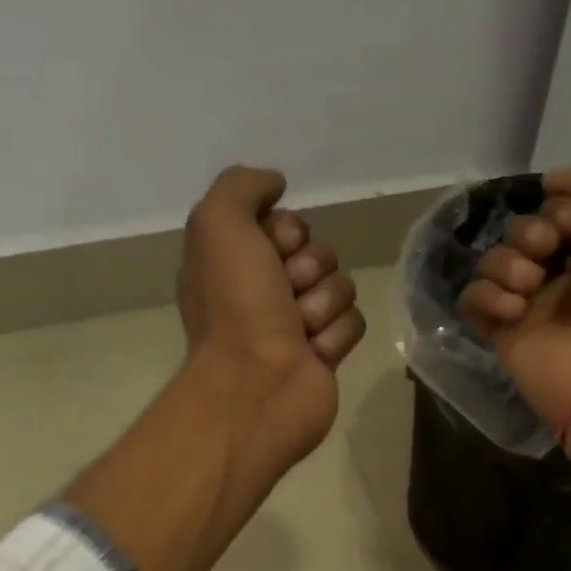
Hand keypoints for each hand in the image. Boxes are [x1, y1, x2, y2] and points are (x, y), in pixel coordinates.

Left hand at [177, 166, 366, 467]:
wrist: (259, 387)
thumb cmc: (237, 307)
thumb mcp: (218, 224)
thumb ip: (240, 186)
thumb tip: (275, 183)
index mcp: (233, 261)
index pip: (284, 222)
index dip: (285, 232)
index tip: (272, 250)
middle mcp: (262, 290)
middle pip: (316, 252)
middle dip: (307, 268)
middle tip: (284, 293)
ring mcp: (295, 324)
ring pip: (339, 285)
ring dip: (322, 304)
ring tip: (298, 330)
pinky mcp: (324, 353)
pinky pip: (353, 322)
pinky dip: (335, 335)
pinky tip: (313, 353)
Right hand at [458, 152, 570, 444]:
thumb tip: (551, 184)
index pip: (557, 204)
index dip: (561, 204)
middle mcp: (565, 269)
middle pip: (521, 228)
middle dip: (531, 232)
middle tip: (551, 251)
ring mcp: (531, 302)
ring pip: (493, 260)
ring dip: (509, 264)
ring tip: (532, 287)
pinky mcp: (503, 332)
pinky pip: (472, 299)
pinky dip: (487, 297)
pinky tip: (515, 312)